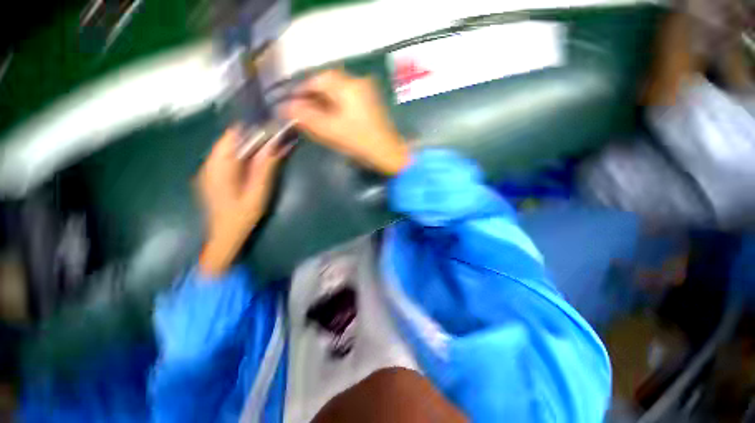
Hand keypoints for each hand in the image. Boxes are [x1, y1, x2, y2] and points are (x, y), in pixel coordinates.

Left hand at [197, 125, 290, 276]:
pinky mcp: (213, 176)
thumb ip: (265, 167)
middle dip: (254, 137)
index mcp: (218, 166)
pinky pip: (229, 158)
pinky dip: (244, 155)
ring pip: (231, 148)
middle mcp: (210, 163)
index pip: (232, 136)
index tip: (272, 128)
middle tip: (276, 139)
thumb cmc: (242, 216)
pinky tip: (258, 161)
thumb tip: (275, 144)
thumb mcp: (258, 192)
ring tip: (271, 147)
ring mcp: (209, 169)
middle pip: (231, 140)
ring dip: (251, 146)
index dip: (252, 128)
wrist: (224, 236)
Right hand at [284, 69, 409, 174]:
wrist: (388, 153)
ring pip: (337, 91)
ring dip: (324, 101)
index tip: (291, 101)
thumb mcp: (330, 130)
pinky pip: (347, 99)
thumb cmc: (359, 142)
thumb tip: (286, 107)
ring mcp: (366, 92)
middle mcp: (358, 82)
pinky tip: (330, 117)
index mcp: (348, 86)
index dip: (301, 90)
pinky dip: (335, 106)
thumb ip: (306, 116)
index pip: (317, 80)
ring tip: (313, 115)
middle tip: (301, 110)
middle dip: (313, 96)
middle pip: (328, 83)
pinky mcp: (370, 102)